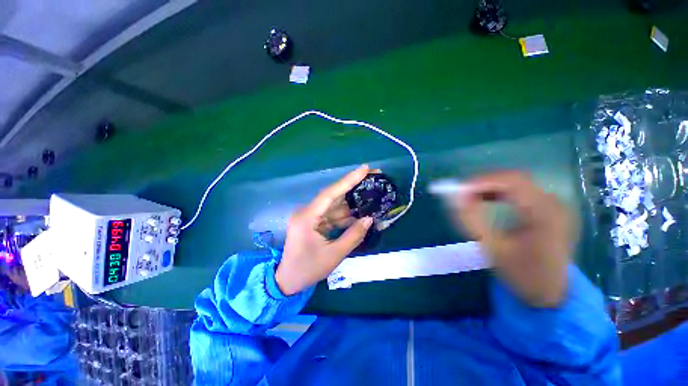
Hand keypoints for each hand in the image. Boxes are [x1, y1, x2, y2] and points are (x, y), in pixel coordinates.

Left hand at [275, 165, 374, 295]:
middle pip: (333, 195)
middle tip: (372, 176)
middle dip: (353, 186)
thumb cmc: (308, 269)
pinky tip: (359, 212)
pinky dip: (345, 214)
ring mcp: (310, 216)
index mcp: (307, 217)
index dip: (348, 180)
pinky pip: (332, 214)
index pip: (330, 194)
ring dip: (351, 201)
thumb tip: (369, 219)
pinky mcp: (313, 222)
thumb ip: (353, 236)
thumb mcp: (334, 255)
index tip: (364, 168)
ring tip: (369, 193)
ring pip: (334, 205)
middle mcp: (307, 212)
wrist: (287, 281)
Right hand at [452, 171, 576, 306]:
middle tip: (461, 193)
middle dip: (484, 183)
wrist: (550, 293)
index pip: (513, 182)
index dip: (482, 181)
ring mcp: (554, 205)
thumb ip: (471, 220)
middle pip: (515, 179)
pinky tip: (487, 200)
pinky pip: (520, 191)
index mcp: (546, 214)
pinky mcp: (548, 209)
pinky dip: (499, 192)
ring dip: (490, 187)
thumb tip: (454, 198)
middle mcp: (554, 203)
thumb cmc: (522, 274)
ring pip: (516, 183)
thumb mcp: (492, 248)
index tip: (458, 190)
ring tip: (470, 197)